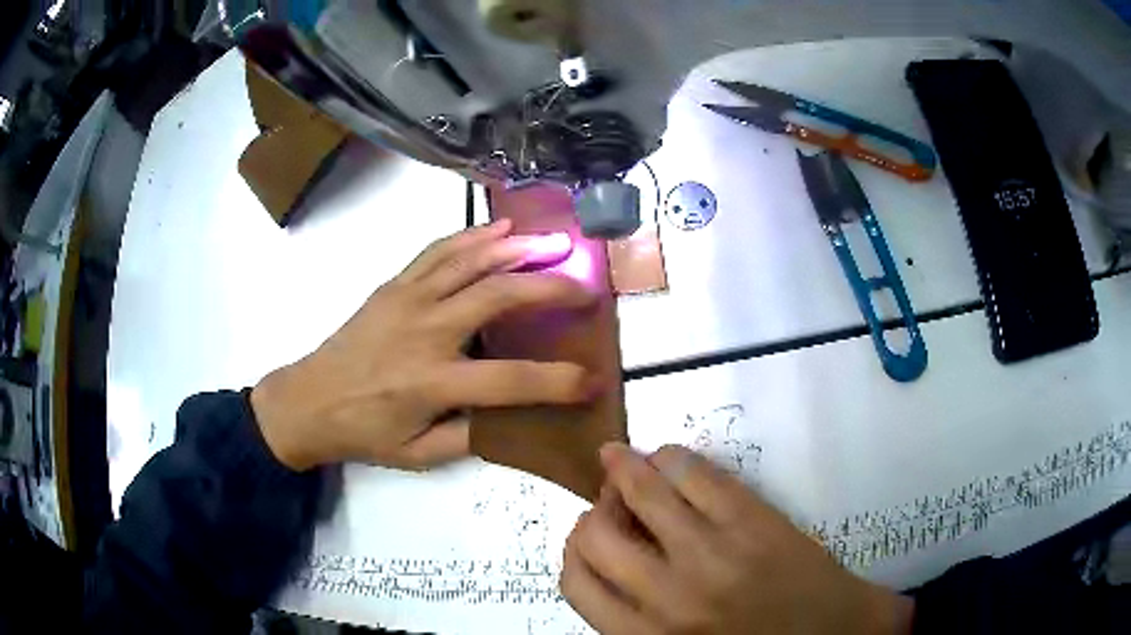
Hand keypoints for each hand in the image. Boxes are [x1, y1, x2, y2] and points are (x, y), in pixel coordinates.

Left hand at [251, 220, 599, 471]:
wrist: (308, 401)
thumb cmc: (364, 433)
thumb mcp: (418, 455)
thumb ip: (470, 438)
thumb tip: (516, 418)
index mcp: (432, 383)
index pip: (511, 381)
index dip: (559, 382)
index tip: (594, 380)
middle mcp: (424, 332)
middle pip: (498, 297)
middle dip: (551, 289)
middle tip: (587, 287)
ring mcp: (407, 300)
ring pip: (471, 262)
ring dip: (518, 249)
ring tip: (556, 243)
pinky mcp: (393, 285)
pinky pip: (438, 252)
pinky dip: (472, 236)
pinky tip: (501, 228)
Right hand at [561, 444, 913, 634]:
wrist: (834, 633)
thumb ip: (633, 616)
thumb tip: (605, 561)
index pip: (575, 583)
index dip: (575, 551)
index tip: (590, 537)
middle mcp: (667, 596)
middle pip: (593, 533)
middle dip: (595, 510)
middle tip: (611, 502)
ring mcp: (712, 551)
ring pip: (640, 489)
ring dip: (625, 470)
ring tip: (627, 465)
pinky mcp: (752, 519)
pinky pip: (694, 471)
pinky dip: (672, 458)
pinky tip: (672, 461)